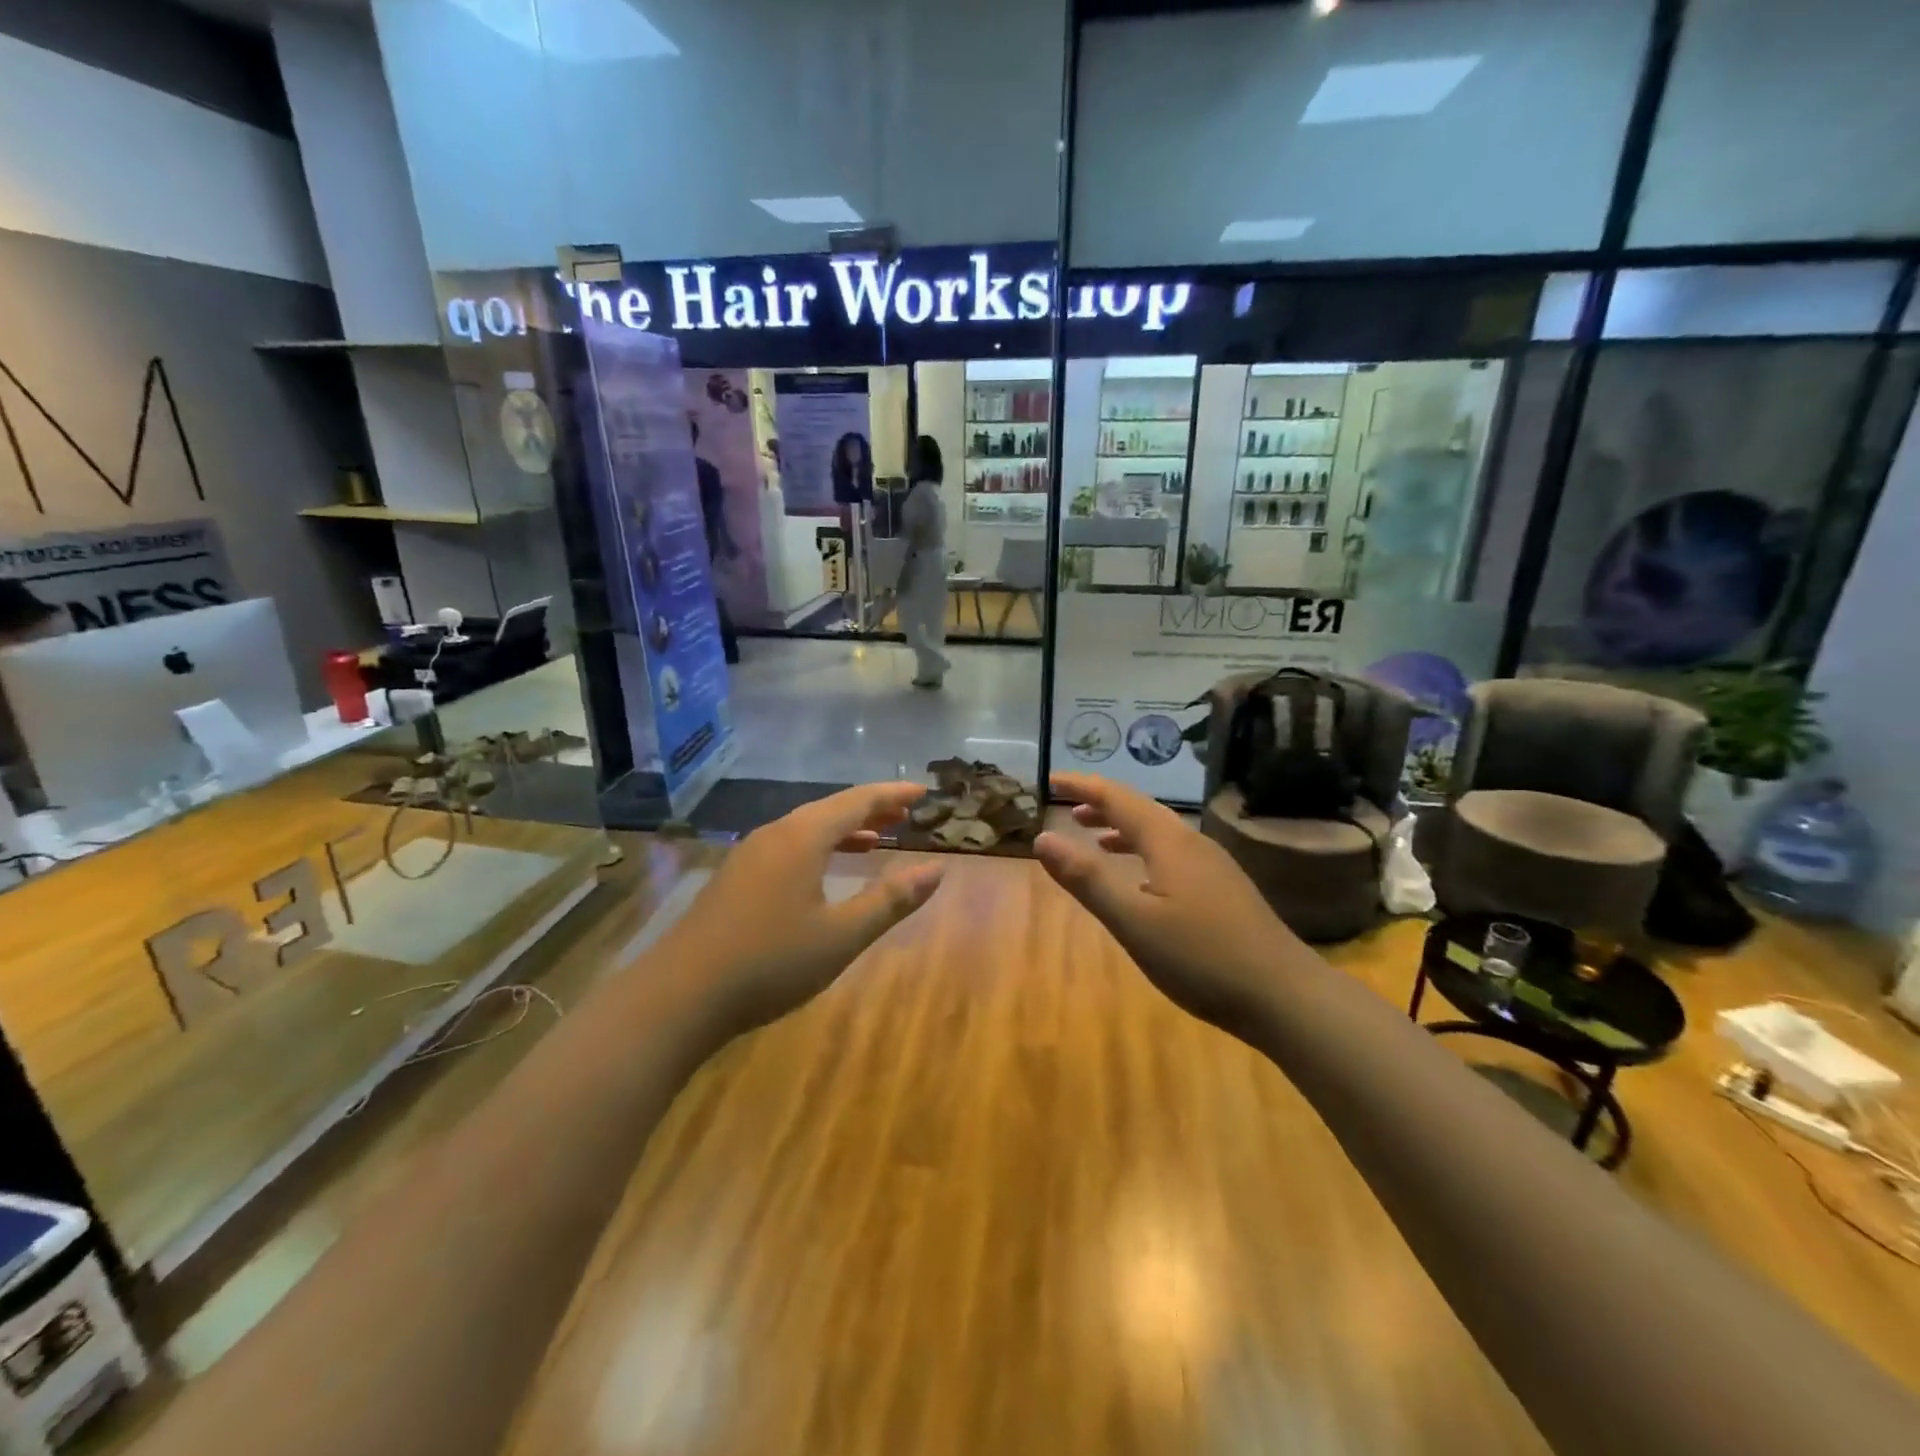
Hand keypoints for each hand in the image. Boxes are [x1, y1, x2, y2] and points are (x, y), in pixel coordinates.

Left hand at [661, 782, 944, 1033]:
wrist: (679, 996)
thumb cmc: (770, 962)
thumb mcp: (841, 936)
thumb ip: (890, 900)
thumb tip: (936, 870)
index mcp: (802, 838)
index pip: (857, 802)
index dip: (892, 795)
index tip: (921, 792)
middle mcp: (775, 835)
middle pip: (830, 809)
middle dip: (870, 809)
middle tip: (904, 812)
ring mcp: (749, 856)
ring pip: (806, 829)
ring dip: (843, 830)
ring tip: (876, 839)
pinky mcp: (734, 879)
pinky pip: (788, 847)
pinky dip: (818, 848)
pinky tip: (823, 872)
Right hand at [1034, 773, 1294, 1032]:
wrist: (1285, 996)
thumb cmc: (1202, 957)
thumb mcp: (1134, 921)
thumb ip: (1088, 879)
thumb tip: (1042, 838)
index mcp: (1168, 842)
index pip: (1118, 798)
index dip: (1083, 786)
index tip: (1050, 780)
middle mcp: (1192, 843)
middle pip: (1141, 809)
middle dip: (1102, 804)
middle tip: (1067, 806)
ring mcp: (1213, 866)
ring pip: (1160, 833)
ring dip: (1123, 828)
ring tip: (1094, 836)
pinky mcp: (1224, 890)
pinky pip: (1173, 854)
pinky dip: (1144, 853)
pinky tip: (1141, 880)